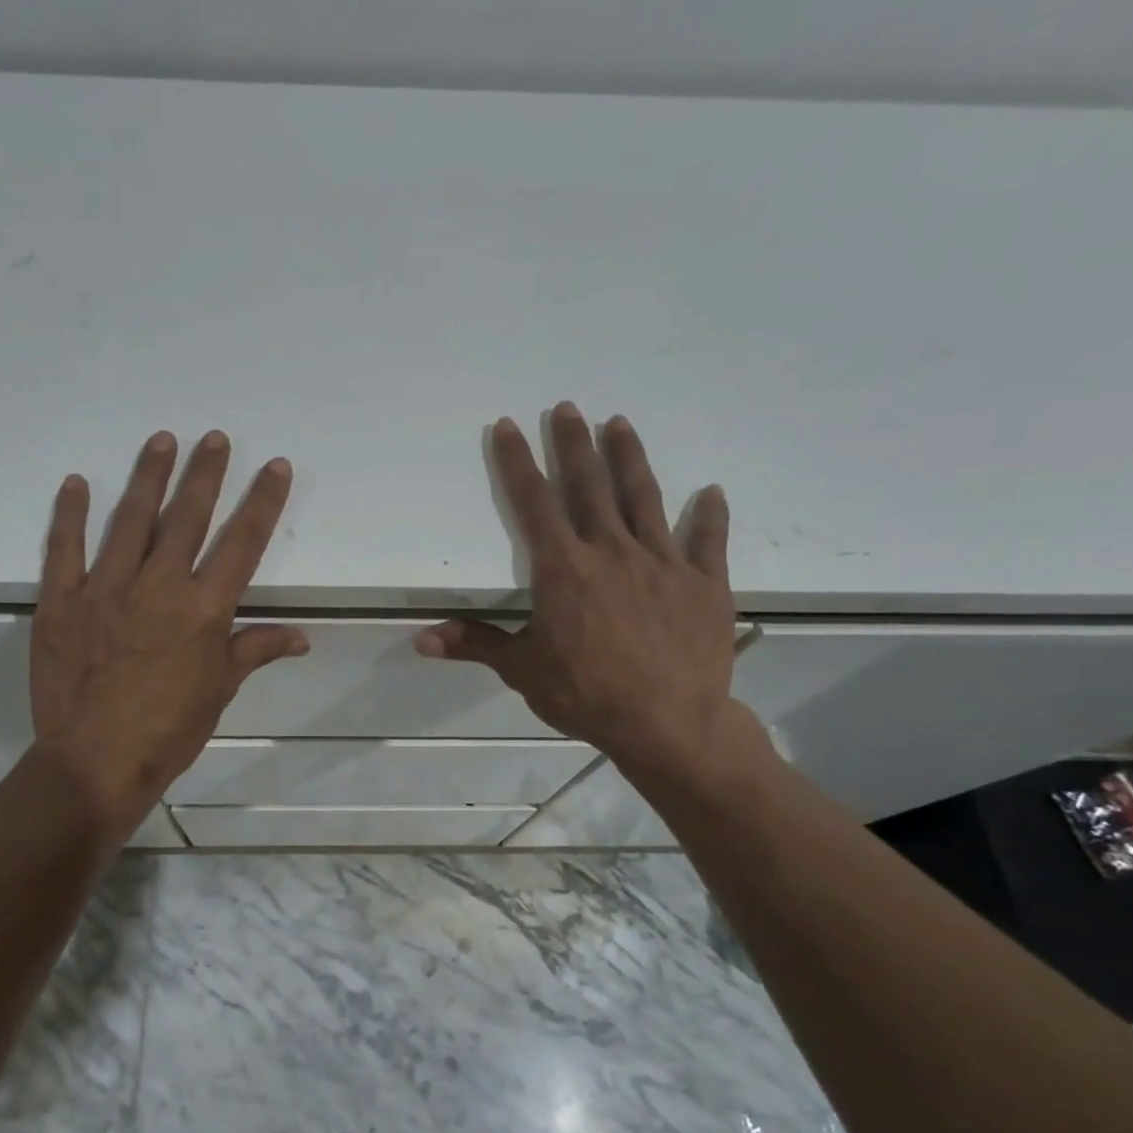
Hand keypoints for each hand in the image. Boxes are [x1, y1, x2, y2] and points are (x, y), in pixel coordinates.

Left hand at [31, 430, 308, 838]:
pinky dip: (69, 514)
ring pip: (131, 520)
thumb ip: (255, 651)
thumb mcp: (220, 691)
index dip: (262, 501)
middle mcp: (159, 586)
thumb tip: (302, 637)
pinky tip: (76, 483)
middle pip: (187, 517)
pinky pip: (64, 549)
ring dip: (148, 477)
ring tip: (161, 440)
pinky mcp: (62, 601)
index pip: (242, 543)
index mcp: (203, 609)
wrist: (96, 762)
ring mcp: (106, 588)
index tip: (274, 467)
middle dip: (205, 473)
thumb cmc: (169, 730)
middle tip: (214, 437)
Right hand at [415, 403, 763, 796]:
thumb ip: (476, 645)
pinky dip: (709, 515)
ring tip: (620, 423)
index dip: (518, 462)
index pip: (534, 503)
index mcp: (563, 568)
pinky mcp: (703, 582)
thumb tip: (420, 639)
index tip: (508, 426)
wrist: (669, 725)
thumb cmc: (587, 696)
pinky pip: (707, 541)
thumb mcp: (523, 671)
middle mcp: (611, 551)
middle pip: (589, 484)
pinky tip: (712, 492)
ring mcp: (662, 562)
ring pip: (643, 497)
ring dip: (630, 457)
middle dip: (573, 443)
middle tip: (566, 407)